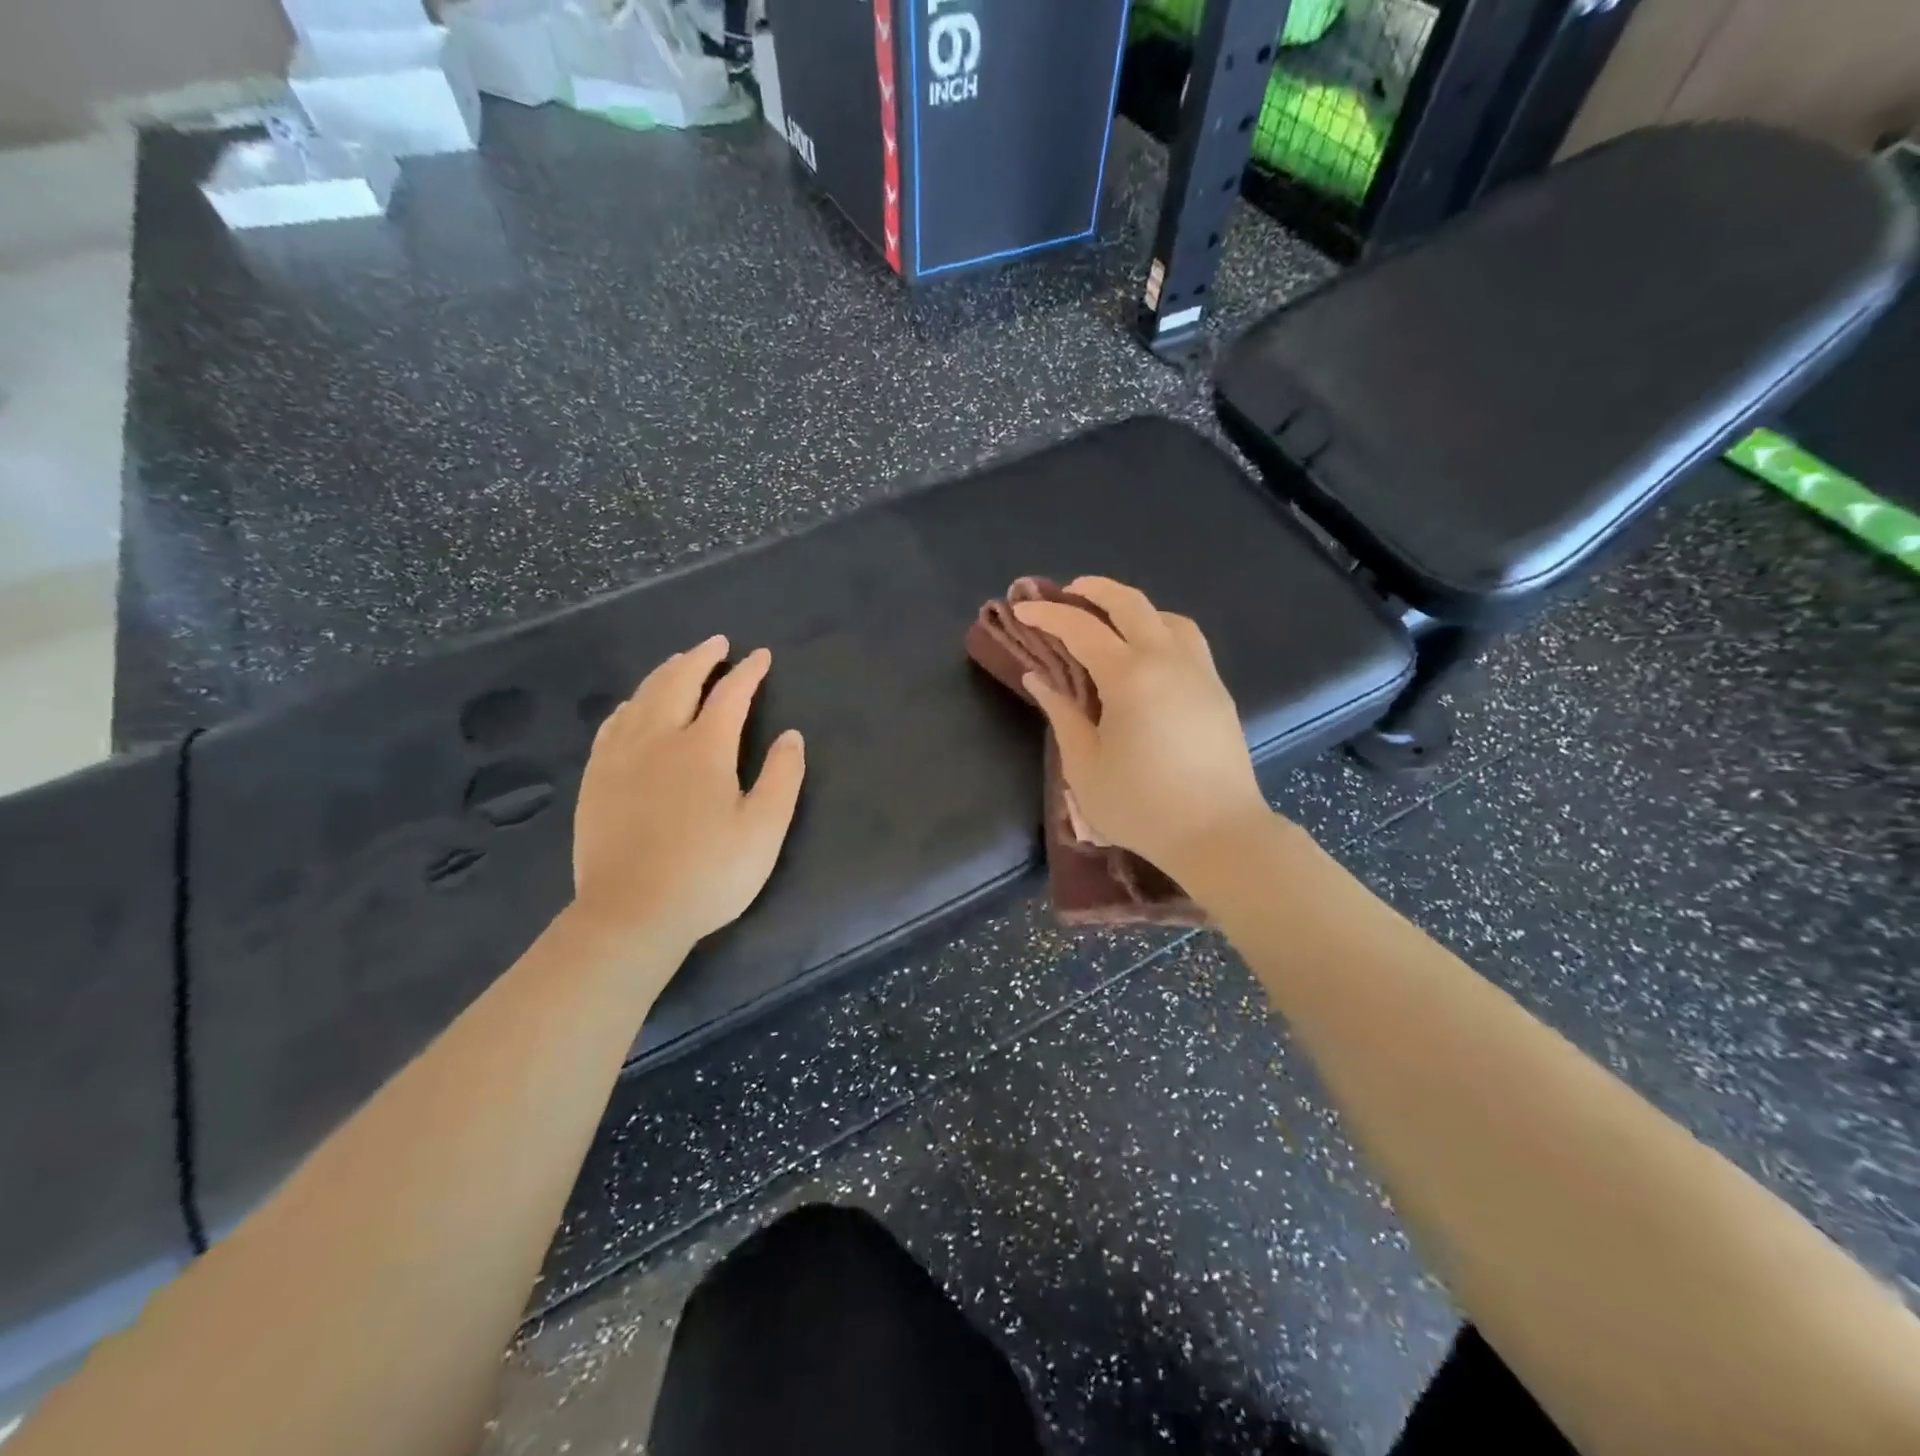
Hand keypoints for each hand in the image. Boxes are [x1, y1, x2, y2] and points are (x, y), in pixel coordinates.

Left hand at [571, 636, 804, 961]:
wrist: (631, 914)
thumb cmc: (708, 874)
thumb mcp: (763, 830)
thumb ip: (781, 777)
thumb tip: (791, 735)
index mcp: (704, 749)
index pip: (730, 695)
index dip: (748, 672)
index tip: (760, 655)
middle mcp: (659, 739)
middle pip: (678, 682)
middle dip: (701, 657)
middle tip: (717, 643)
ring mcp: (620, 757)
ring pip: (642, 697)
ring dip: (665, 673)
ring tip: (680, 662)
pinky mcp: (596, 778)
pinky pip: (613, 723)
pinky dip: (631, 703)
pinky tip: (634, 706)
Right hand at [1014, 577, 1270, 877]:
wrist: (1218, 834)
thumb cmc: (1141, 806)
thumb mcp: (1084, 766)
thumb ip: (1061, 714)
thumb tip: (1038, 678)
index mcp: (1129, 677)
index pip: (1081, 629)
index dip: (1048, 615)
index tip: (1022, 609)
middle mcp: (1167, 660)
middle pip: (1131, 604)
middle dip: (1094, 589)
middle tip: (1067, 592)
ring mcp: (1199, 672)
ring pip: (1167, 617)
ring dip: (1134, 608)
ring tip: (1110, 621)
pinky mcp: (1217, 691)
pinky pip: (1188, 641)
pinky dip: (1161, 629)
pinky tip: (1148, 654)